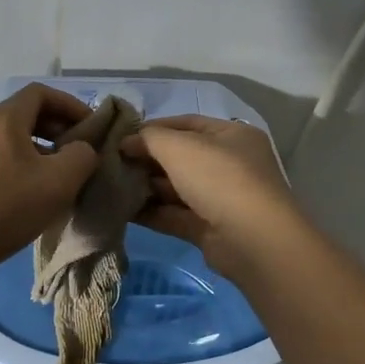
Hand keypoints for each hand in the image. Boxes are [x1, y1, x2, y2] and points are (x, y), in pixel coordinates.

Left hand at [0, 84, 100, 283]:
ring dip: (40, 148)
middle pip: (25, 113)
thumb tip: (80, 149)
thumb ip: (82, 155)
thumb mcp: (60, 180)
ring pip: (11, 137)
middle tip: (79, 153)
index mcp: (3, 118)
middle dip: (57, 128)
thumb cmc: (8, 206)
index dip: (70, 105)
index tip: (90, 127)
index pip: (41, 93)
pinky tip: (32, 192)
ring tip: (59, 175)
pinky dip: (20, 163)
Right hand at [123, 115, 303, 279]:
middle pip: (181, 156)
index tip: (121, 136)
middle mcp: (229, 163)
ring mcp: (221, 198)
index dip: (153, 128)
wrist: (253, 239)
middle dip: (147, 159)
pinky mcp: (210, 229)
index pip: (186, 124)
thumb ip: (149, 138)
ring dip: (146, 187)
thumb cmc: (219, 178)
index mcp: (231, 135)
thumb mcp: (179, 147)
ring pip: (177, 188)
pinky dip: (152, 212)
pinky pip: (176, 215)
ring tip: (111, 186)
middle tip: (112, 163)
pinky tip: (123, 211)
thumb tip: (127, 142)